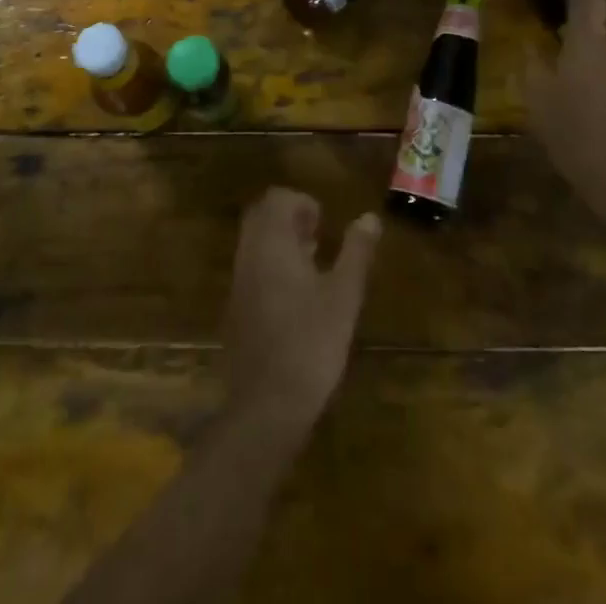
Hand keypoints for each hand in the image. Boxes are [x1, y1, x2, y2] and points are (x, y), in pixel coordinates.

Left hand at [222, 188, 380, 437]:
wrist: (265, 406)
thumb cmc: (310, 343)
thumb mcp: (343, 295)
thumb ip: (356, 252)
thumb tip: (369, 218)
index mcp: (272, 243)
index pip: (277, 199)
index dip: (301, 202)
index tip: (324, 222)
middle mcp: (249, 255)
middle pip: (261, 216)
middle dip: (289, 218)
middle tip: (318, 237)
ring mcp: (238, 283)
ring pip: (255, 243)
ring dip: (281, 242)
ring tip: (313, 264)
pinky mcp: (236, 309)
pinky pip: (251, 268)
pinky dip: (271, 266)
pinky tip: (297, 296)